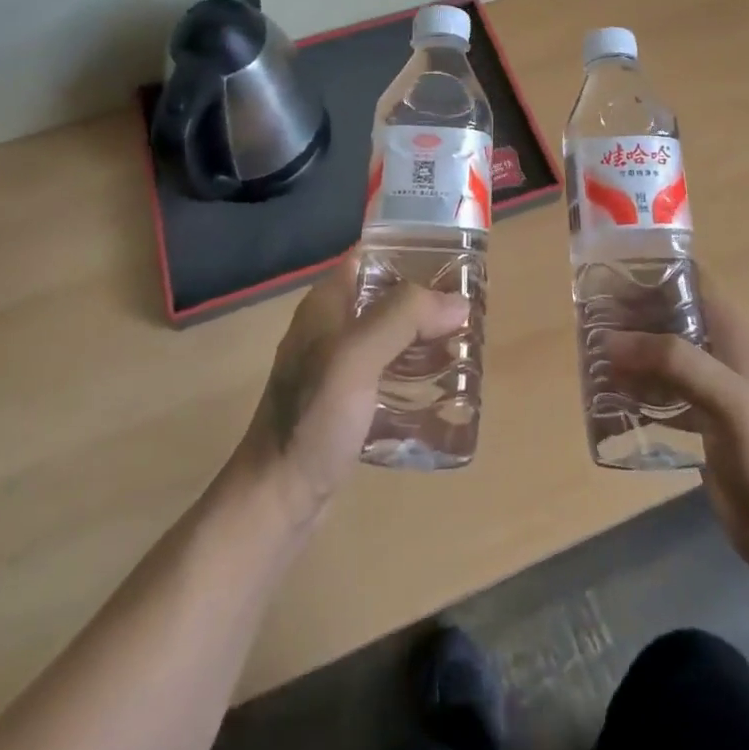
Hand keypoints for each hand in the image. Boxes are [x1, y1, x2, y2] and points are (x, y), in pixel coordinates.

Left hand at [233, 260, 468, 528]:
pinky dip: (416, 369)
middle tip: (473, 305)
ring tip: (467, 342)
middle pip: (388, 294)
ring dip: (426, 334)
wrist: (276, 500)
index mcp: (327, 303)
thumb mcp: (356, 357)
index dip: (413, 249)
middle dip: (429, 297)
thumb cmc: (312, 420)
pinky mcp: (347, 400)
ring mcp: (338, 365)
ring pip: (392, 333)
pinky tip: (443, 384)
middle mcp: (332, 326)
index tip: (457, 258)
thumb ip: (403, 318)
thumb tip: (458, 302)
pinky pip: (390, 369)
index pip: (374, 255)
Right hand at [607, 294, 748, 581]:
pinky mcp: (695, 421)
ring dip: (626, 352)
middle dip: (626, 315)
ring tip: (588, 356)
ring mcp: (704, 387)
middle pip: (662, 314)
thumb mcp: (728, 401)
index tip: (604, 276)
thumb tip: (611, 340)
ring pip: (656, 352)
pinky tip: (606, 398)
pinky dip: (632, 389)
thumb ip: (675, 363)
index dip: (647, 270)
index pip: (683, 279)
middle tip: (585, 322)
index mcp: (726, 330)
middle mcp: (713, 349)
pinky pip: (656, 392)